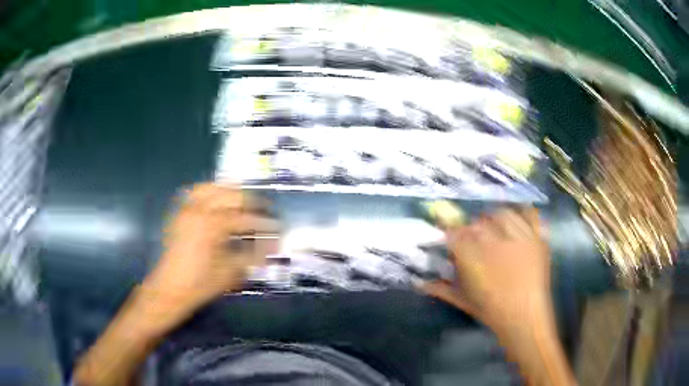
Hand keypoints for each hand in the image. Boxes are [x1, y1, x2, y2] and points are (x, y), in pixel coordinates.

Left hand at [143, 183, 278, 316]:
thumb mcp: (231, 272)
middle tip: (264, 211)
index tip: (278, 227)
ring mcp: (187, 210)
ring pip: (212, 188)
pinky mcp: (179, 214)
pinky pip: (194, 193)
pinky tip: (217, 201)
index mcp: (213, 226)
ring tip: (243, 201)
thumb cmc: (201, 284)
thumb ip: (253, 256)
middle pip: (232, 195)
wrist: (170, 288)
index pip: (246, 218)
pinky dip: (209, 192)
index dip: (265, 224)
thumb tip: (273, 246)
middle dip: (252, 202)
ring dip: (230, 192)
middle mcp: (200, 211)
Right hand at [425, 207, 550, 336]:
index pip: (456, 235)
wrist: (527, 318)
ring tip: (493, 227)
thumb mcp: (465, 302)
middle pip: (478, 223)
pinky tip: (516, 219)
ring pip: (502, 214)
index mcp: (476, 260)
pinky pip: (529, 215)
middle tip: (472, 239)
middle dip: (471, 228)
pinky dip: (522, 213)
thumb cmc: (494, 313)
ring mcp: (520, 239)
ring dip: (493, 218)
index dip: (450, 233)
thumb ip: (443, 289)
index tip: (449, 238)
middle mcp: (497, 244)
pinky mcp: (537, 239)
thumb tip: (421, 283)